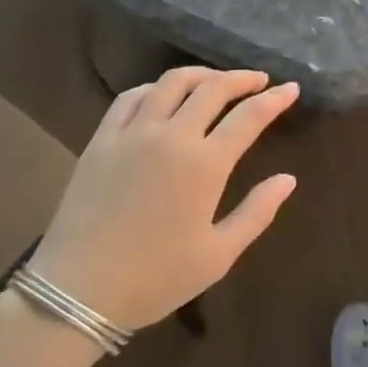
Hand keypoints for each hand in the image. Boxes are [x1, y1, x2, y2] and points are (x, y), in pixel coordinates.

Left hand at [32, 68, 298, 330]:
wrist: (77, 292)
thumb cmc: (154, 279)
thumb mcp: (217, 256)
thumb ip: (256, 213)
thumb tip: (288, 179)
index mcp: (205, 164)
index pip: (249, 116)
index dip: (274, 99)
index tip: (291, 88)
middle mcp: (172, 135)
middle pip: (213, 88)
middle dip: (241, 79)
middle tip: (258, 80)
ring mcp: (134, 132)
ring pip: (172, 82)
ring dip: (201, 74)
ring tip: (216, 80)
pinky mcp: (103, 138)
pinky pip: (131, 96)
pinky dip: (155, 88)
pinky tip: (163, 95)